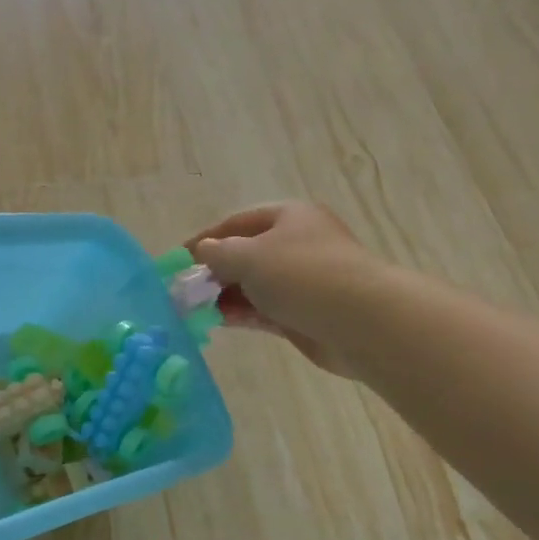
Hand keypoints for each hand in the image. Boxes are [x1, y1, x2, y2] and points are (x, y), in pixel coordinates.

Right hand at [186, 201, 380, 374]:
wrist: (360, 320)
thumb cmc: (302, 275)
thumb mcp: (249, 256)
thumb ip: (218, 253)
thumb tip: (201, 252)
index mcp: (289, 217)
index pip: (237, 222)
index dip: (206, 238)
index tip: (178, 259)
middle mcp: (296, 245)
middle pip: (246, 255)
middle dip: (215, 272)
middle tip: (185, 290)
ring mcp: (302, 282)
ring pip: (254, 286)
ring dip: (225, 296)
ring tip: (195, 310)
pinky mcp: (304, 314)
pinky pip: (264, 311)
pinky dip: (242, 314)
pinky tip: (219, 322)